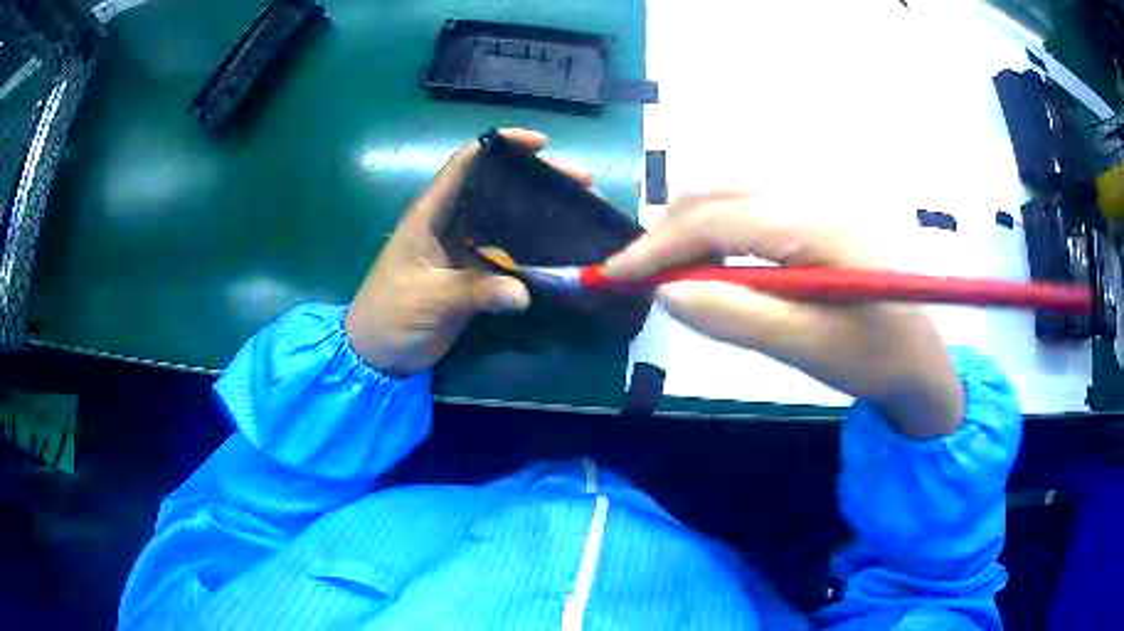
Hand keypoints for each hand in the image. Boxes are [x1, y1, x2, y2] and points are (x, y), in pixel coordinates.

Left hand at [345, 129, 591, 375]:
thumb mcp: (429, 299)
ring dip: (541, 212)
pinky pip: (509, 253)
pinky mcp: (475, 273)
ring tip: (582, 209)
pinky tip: (563, 249)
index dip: (501, 145)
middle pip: (497, 187)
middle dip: (537, 178)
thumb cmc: (390, 315)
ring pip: (507, 219)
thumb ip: (474, 292)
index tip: (541, 144)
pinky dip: (534, 249)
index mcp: (431, 214)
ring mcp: (464, 248)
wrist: (378, 354)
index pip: (466, 163)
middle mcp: (450, 222)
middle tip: (581, 181)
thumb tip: (524, 293)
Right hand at [603, 192, 963, 437]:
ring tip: (667, 273)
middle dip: (668, 232)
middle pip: (720, 194)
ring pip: (732, 195)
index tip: (612, 275)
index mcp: (818, 225)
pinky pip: (752, 206)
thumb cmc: (876, 360)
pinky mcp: (817, 213)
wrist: (924, 359)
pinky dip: (717, 229)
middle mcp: (814, 195)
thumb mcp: (809, 349)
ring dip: (690, 227)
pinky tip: (713, 262)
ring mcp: (818, 199)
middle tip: (636, 278)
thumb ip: (738, 316)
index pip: (718, 219)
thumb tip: (665, 290)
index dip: (657, 246)